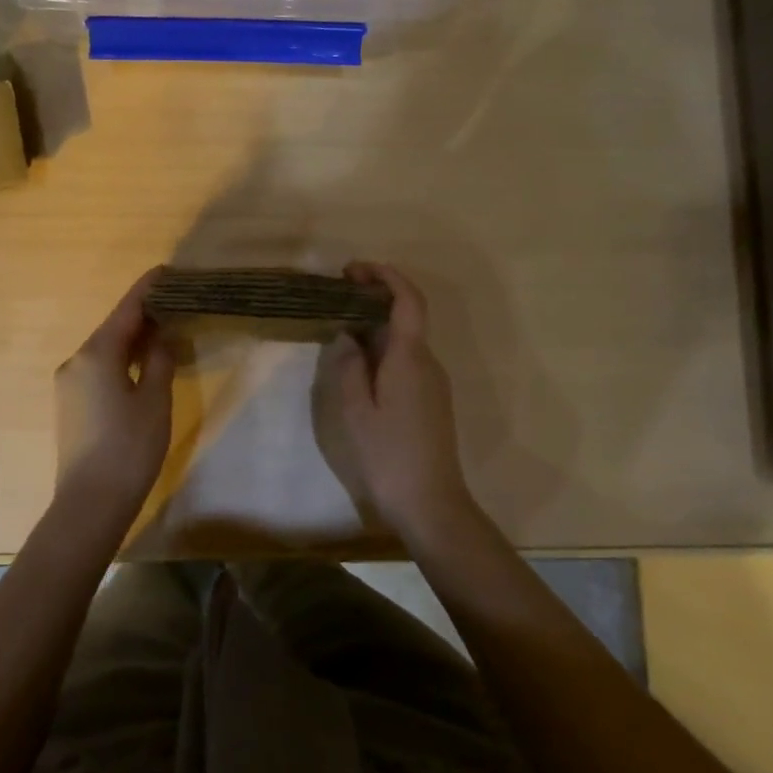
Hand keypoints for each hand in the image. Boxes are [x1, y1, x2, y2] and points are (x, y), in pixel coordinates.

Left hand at [55, 269, 175, 517]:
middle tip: (175, 303)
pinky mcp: (69, 404)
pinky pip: (98, 368)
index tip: (166, 271)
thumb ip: (158, 359)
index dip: (148, 289)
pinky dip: (120, 359)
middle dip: (142, 314)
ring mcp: (68, 383)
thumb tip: (160, 334)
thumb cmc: (129, 447)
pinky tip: (140, 365)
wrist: (89, 504)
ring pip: (105, 349)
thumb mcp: (154, 399)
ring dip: (132, 339)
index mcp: (96, 353)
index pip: (126, 309)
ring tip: (164, 331)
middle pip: (113, 327)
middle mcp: (75, 360)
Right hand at [312, 263, 475, 544]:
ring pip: (406, 337)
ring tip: (341, 321)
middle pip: (407, 315)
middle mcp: (427, 362)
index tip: (355, 269)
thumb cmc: (389, 455)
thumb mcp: (357, 411)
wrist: (431, 503)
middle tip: (339, 290)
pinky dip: (384, 345)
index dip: (386, 277)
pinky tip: (360, 358)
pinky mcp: (431, 399)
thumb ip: (350, 367)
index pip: (408, 301)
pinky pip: (407, 358)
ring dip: (377, 321)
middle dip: (376, 295)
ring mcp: (433, 381)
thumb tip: (347, 336)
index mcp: (410, 358)